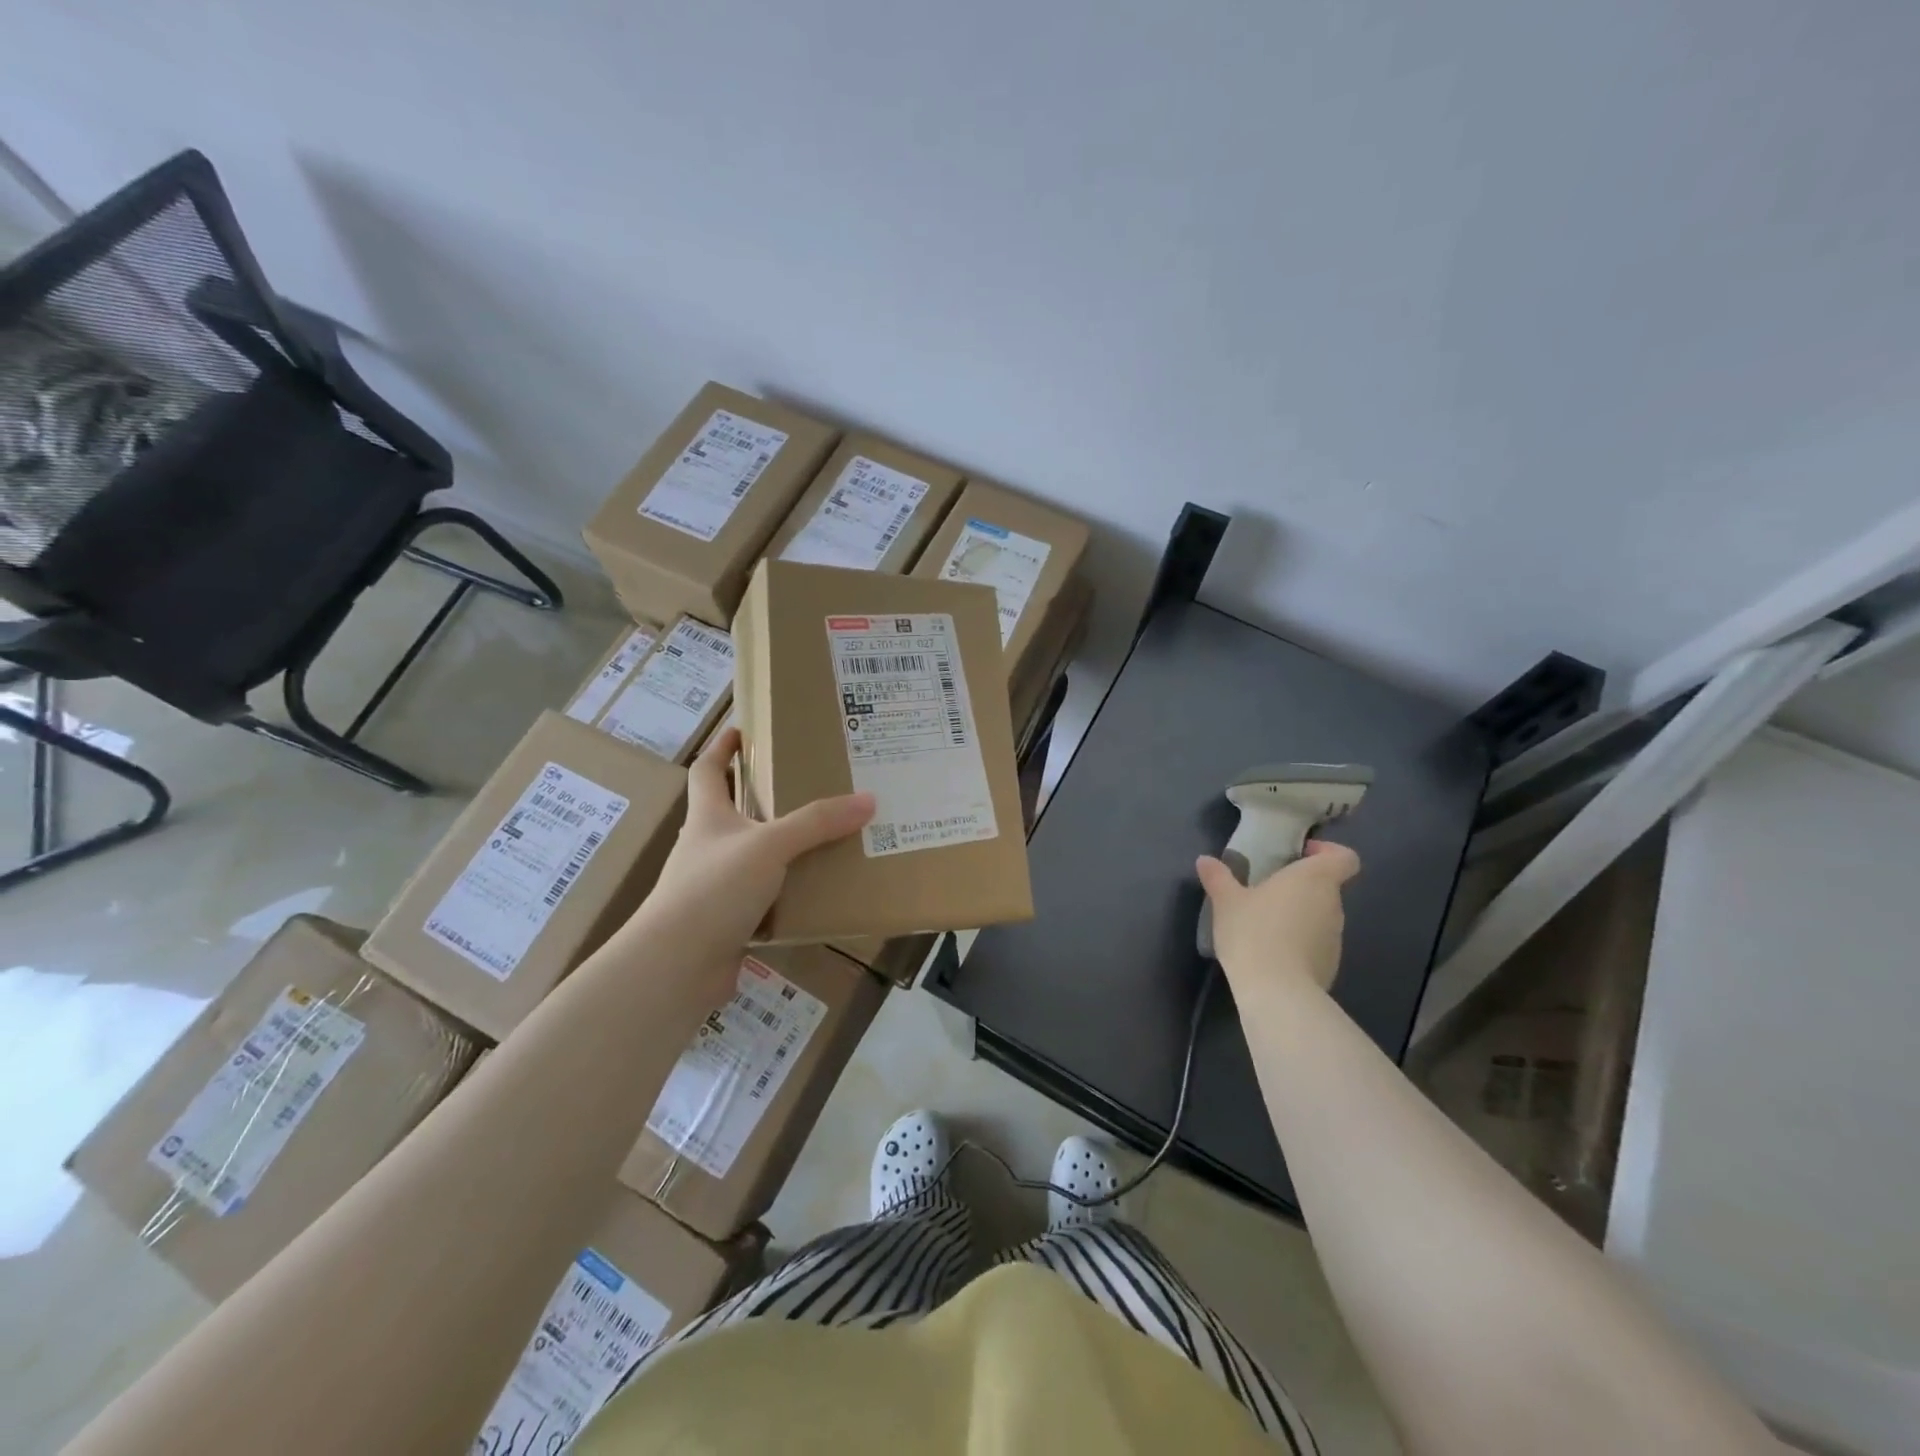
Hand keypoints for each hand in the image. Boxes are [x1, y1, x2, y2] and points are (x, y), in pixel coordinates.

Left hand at [633, 727, 873, 1001]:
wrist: (677, 965)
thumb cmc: (714, 889)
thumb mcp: (769, 845)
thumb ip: (817, 822)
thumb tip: (868, 799)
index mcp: (708, 816)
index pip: (709, 768)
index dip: (723, 746)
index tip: (745, 728)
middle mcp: (709, 845)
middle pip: (734, 810)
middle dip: (766, 795)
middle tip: (811, 782)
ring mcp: (716, 885)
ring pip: (755, 855)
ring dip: (784, 845)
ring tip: (827, 834)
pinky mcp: (729, 919)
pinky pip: (766, 895)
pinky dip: (789, 889)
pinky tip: (819, 889)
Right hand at [1195, 841, 1360, 993]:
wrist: (1276, 992)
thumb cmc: (1253, 931)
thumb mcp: (1226, 901)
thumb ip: (1218, 877)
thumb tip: (1205, 860)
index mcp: (1314, 879)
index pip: (1344, 858)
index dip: (1327, 852)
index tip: (1299, 855)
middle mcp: (1333, 905)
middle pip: (1327, 886)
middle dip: (1300, 886)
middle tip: (1267, 889)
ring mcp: (1335, 938)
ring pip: (1320, 916)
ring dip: (1298, 914)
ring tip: (1264, 923)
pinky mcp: (1330, 965)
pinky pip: (1316, 943)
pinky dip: (1298, 942)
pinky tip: (1270, 952)